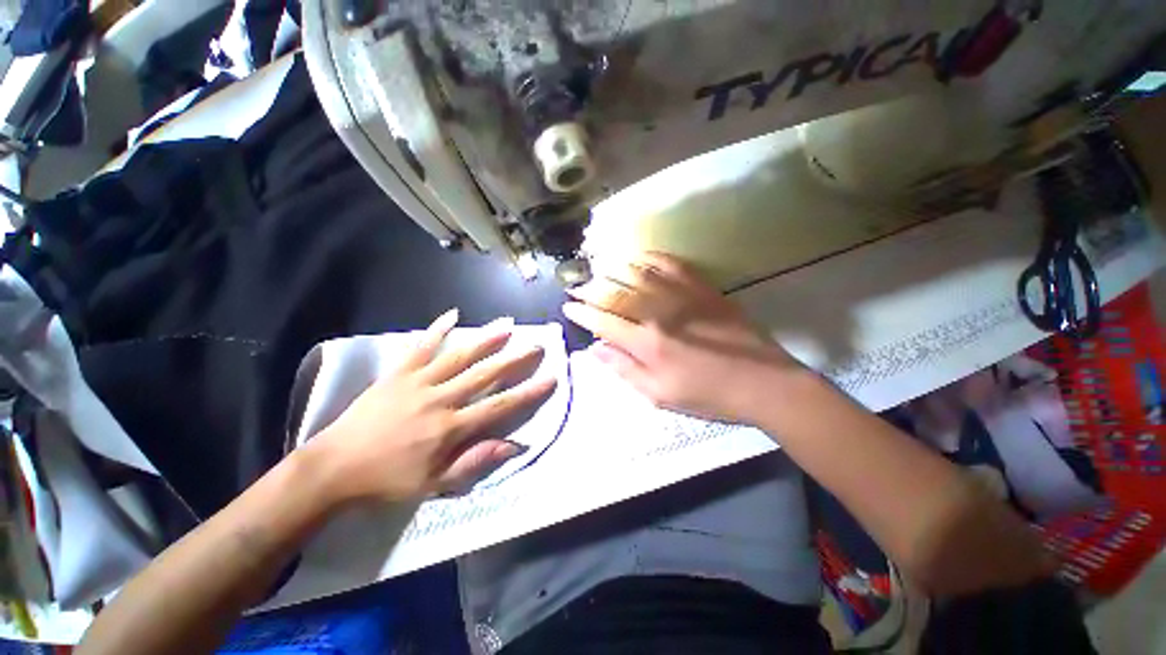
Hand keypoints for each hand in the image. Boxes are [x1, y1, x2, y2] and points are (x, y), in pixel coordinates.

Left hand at [304, 309, 556, 504]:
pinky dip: (437, 329)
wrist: (334, 468)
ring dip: (485, 339)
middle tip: (536, 345)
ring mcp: (418, 382)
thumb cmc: (388, 479)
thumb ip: (475, 461)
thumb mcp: (435, 484)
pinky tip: (453, 314)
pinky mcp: (398, 373)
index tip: (550, 378)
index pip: (500, 406)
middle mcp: (440, 399)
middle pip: (485, 374)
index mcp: (451, 427)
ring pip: (459, 356)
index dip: (528, 392)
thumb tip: (514, 446)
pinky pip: (421, 347)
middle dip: (514, 359)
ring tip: (507, 324)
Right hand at [563, 252, 802, 423]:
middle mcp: (658, 313)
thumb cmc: (707, 395)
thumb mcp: (659, 395)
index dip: (582, 313)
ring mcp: (682, 296)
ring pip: (638, 273)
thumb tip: (595, 349)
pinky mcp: (702, 288)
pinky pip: (671, 264)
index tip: (568, 307)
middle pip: (615, 293)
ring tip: (599, 267)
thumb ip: (624, 369)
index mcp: (646, 343)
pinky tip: (638, 256)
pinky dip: (651, 257)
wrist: (762, 382)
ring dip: (614, 269)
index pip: (603, 321)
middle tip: (576, 286)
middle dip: (590, 289)